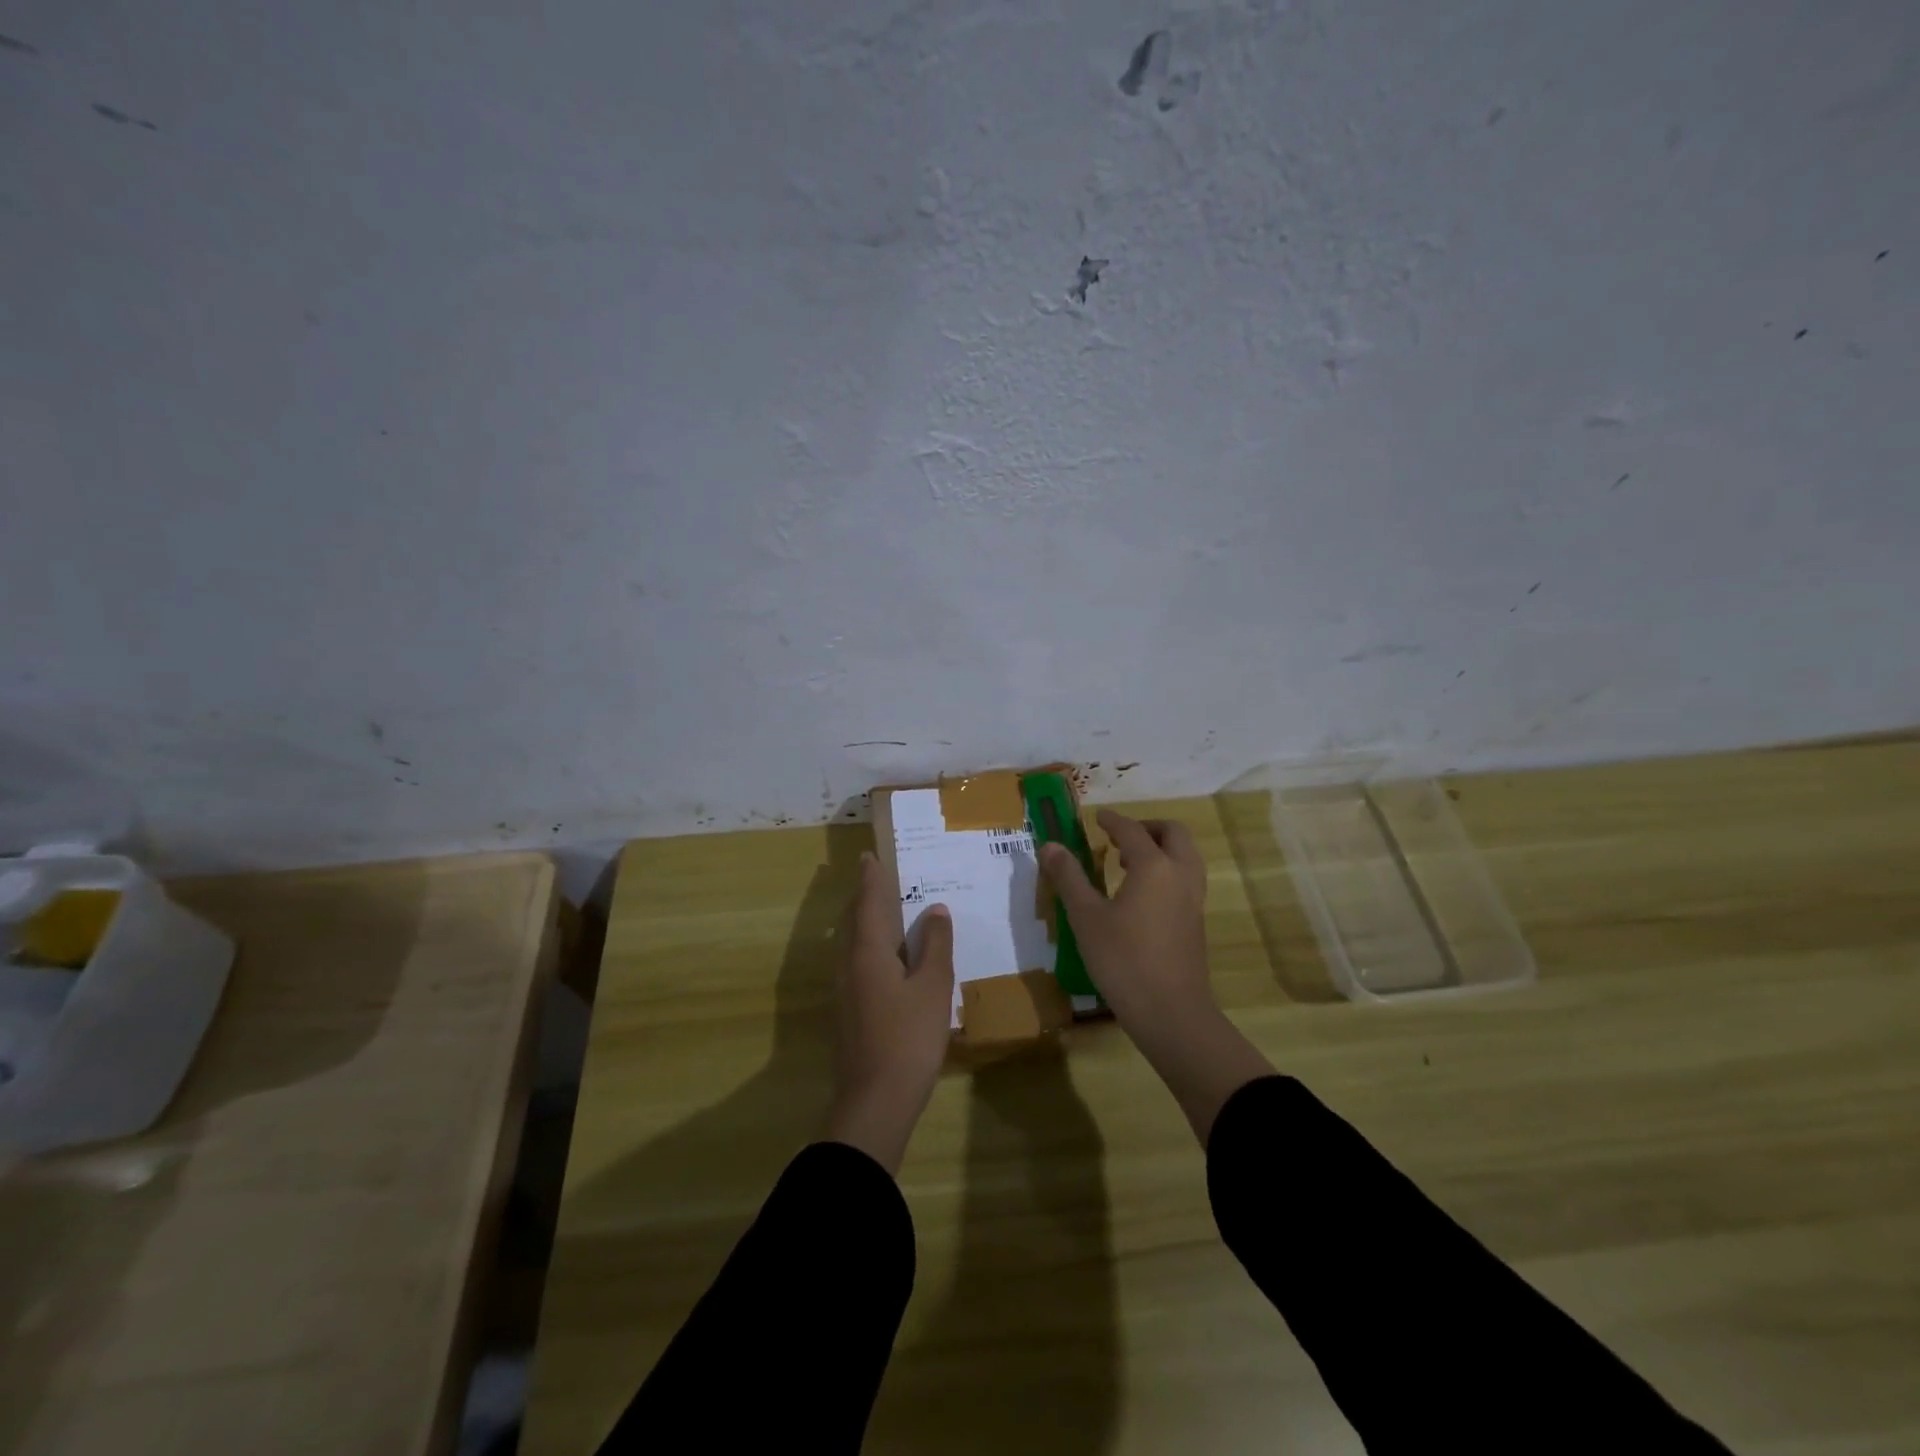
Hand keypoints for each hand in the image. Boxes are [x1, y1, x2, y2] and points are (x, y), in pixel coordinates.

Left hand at [823, 851, 955, 1173]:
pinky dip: (869, 945)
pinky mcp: (850, 1011)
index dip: (871, 879)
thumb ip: (935, 946)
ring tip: (881, 908)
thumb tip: (935, 910)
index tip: (869, 856)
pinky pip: (857, 962)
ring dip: (864, 920)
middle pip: (853, 921)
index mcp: (869, 952)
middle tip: (875, 876)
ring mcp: (846, 990)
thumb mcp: (932, 988)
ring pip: (852, 943)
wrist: (875, 1100)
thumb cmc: (908, 1038)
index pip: (868, 903)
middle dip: (864, 896)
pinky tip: (884, 957)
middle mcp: (850, 964)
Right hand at [1041, 811, 1272, 1142]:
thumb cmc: (1123, 960)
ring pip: (1186, 855)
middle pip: (1173, 833)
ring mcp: (1194, 899)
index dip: (1112, 820)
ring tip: (1128, 863)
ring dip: (1161, 848)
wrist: (1171, 1013)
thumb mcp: (1086, 917)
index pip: (1132, 830)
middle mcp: (1180, 874)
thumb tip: (1049, 845)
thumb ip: (1069, 877)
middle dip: (1147, 827)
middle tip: (1119, 837)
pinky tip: (1141, 894)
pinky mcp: (1196, 921)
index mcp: (1154, 866)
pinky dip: (1168, 869)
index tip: (1097, 817)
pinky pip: (1186, 878)